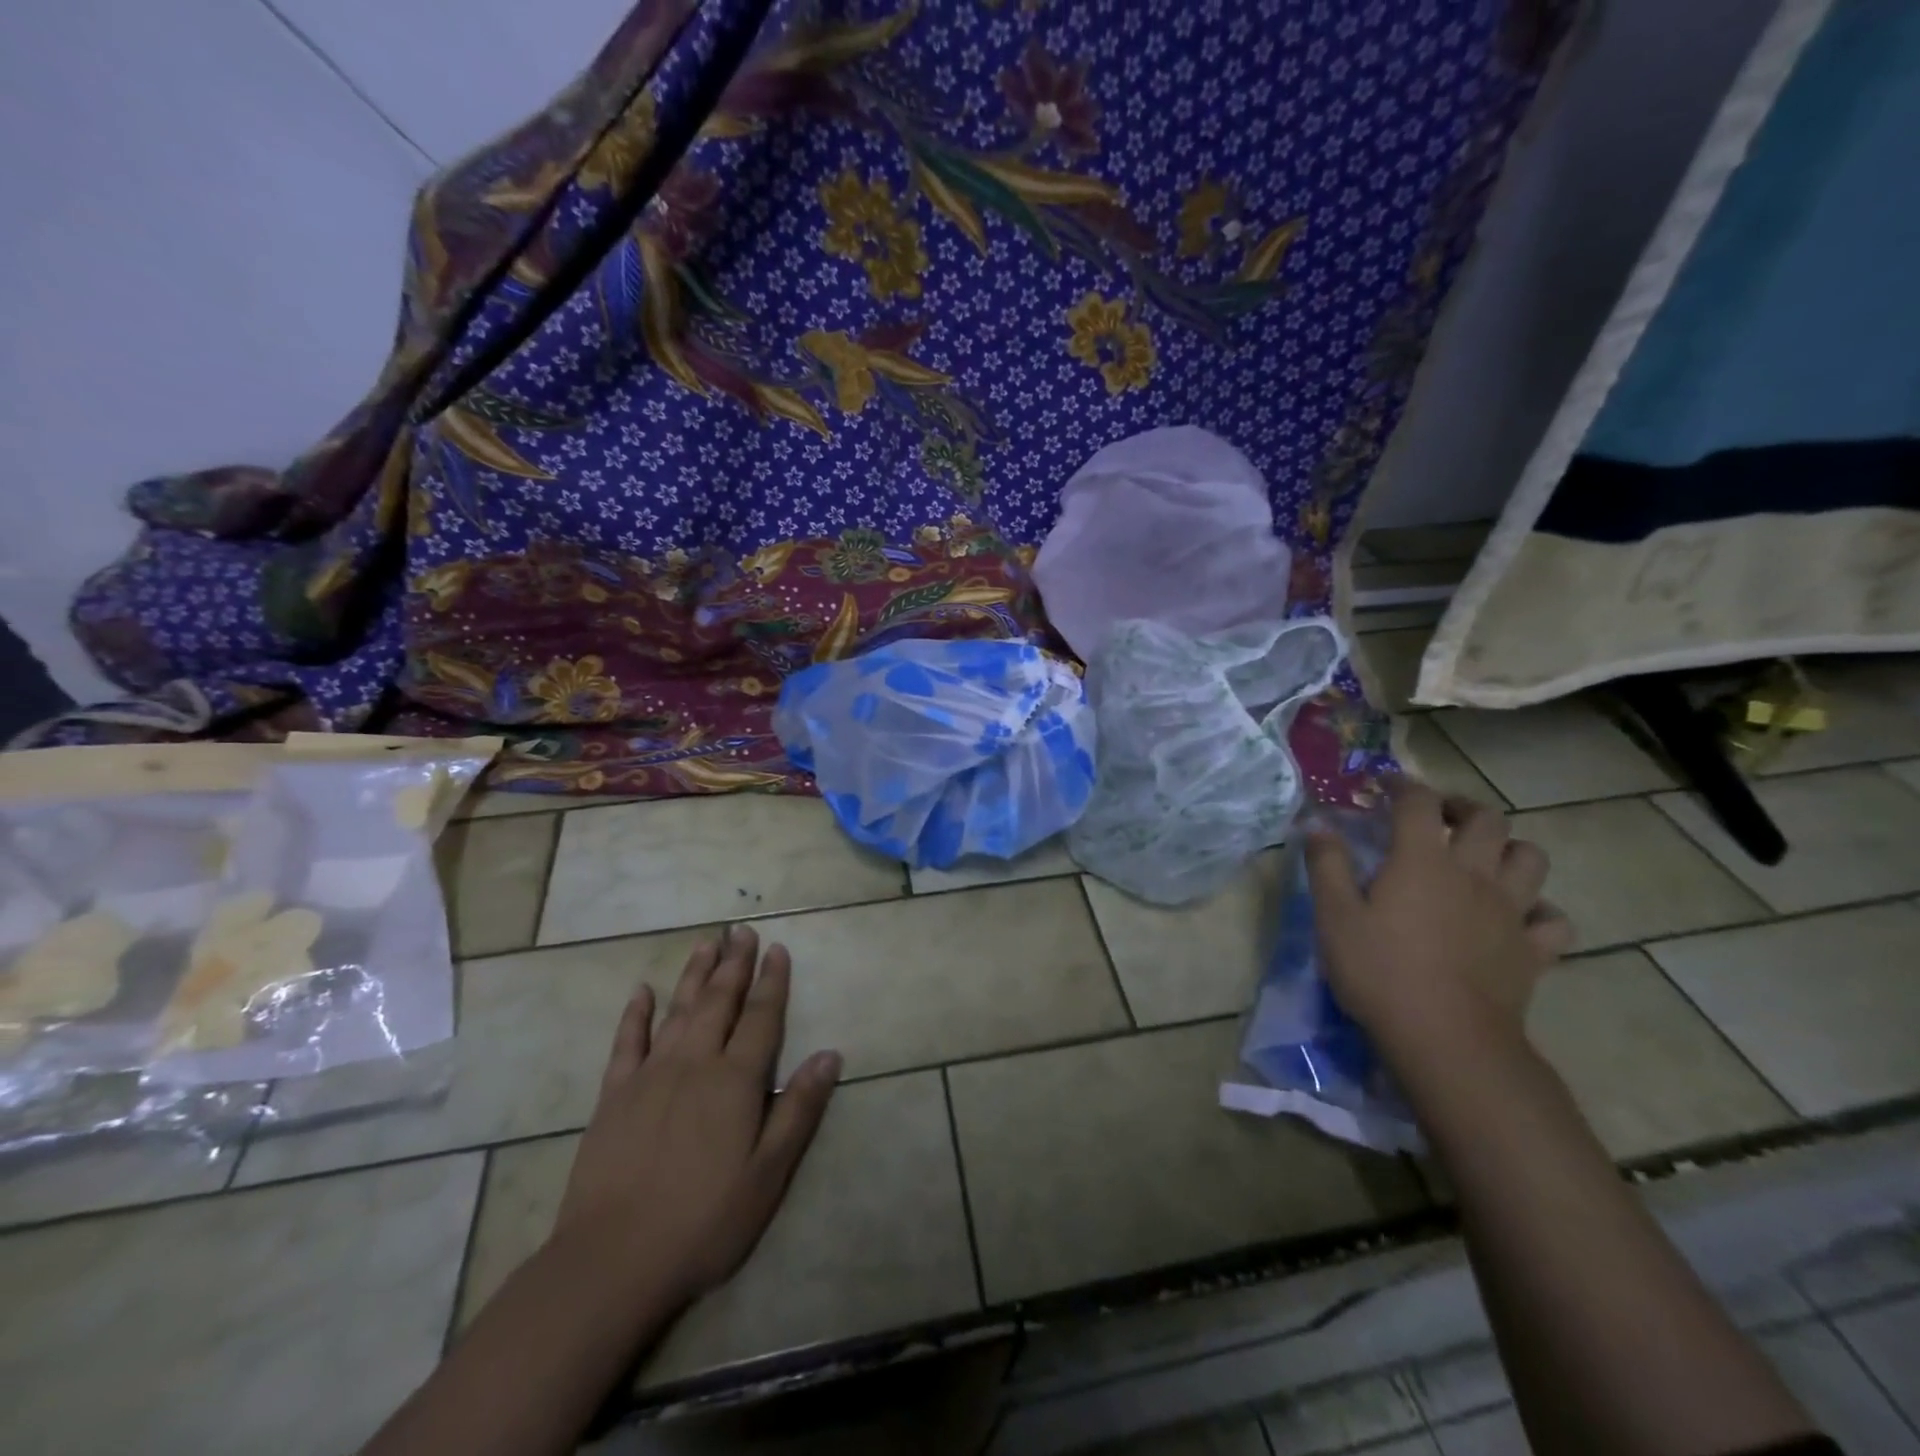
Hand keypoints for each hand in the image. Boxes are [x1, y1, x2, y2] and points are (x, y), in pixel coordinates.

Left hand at [551, 925, 840, 1308]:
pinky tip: (642, 991)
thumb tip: (830, 1054)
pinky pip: (626, 1043)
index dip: (772, 981)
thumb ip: (799, 1109)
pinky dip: (636, 1014)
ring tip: (706, 943)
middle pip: (719, 1001)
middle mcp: (694, 1064)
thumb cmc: (704, 1221)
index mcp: (735, 1081)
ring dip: (694, 974)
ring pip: (678, 1011)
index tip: (777, 948)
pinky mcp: (613, 1096)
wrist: (611, 1261)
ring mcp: (649, 1076)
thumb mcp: (769, 1174)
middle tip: (742, 930)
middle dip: (734, 964)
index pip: (761, 1017)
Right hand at [1305, 781, 1571, 1054]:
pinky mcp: (1533, 950)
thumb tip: (1316, 824)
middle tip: (1438, 816)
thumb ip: (1326, 865)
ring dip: (1508, 848)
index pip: (1418, 803)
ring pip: (1531, 858)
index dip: (1402, 785)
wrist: (1446, 1038)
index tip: (1384, 785)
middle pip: (1487, 819)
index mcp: (1423, 860)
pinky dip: (1539, 909)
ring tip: (1483, 858)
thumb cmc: (1380, 971)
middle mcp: (1474, 874)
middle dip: (1461, 807)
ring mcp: (1510, 911)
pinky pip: (1553, 918)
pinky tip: (1517, 916)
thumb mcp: (1334, 916)